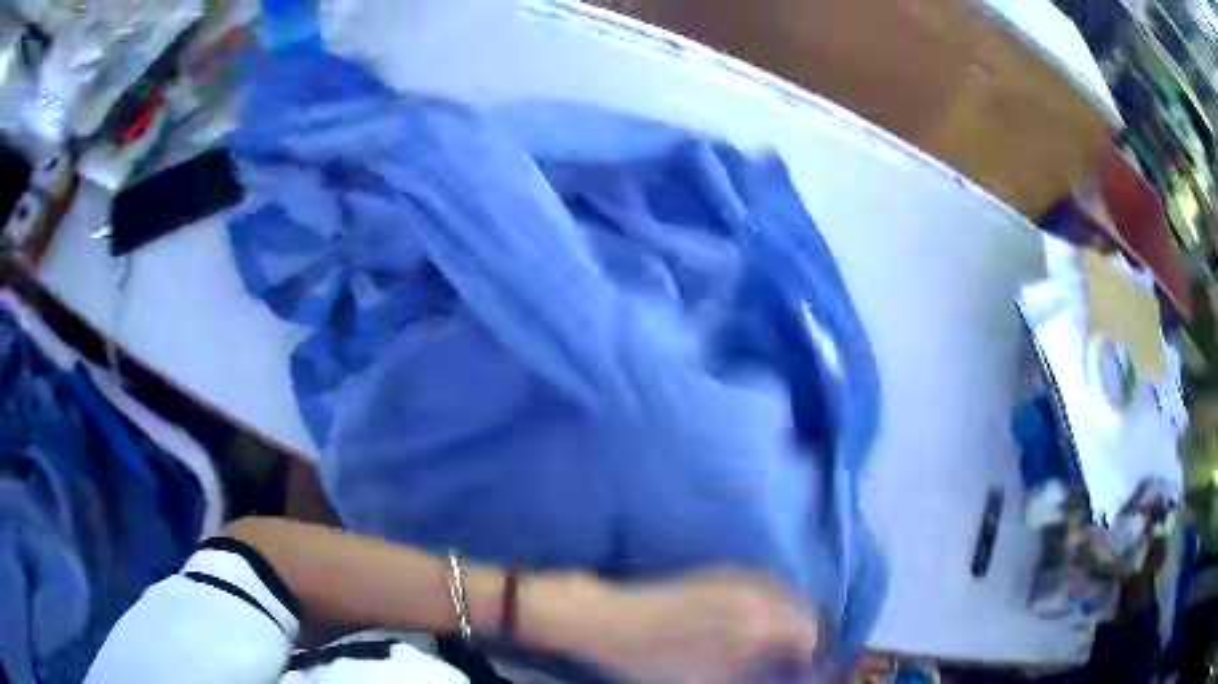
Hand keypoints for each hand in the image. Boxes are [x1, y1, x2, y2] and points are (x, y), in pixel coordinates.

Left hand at [525, 570, 818, 683]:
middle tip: (789, 660)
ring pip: (783, 593)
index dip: (809, 657)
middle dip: (802, 636)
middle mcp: (754, 591)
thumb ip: (754, 675)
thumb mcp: (709, 681)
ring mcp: (734, 576)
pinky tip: (755, 620)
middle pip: (801, 609)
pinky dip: (770, 601)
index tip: (800, 671)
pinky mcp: (716, 572)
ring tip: (774, 643)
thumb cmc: (654, 662)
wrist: (607, 620)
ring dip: (788, 617)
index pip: (808, 633)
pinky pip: (761, 583)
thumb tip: (783, 672)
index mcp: (757, 620)